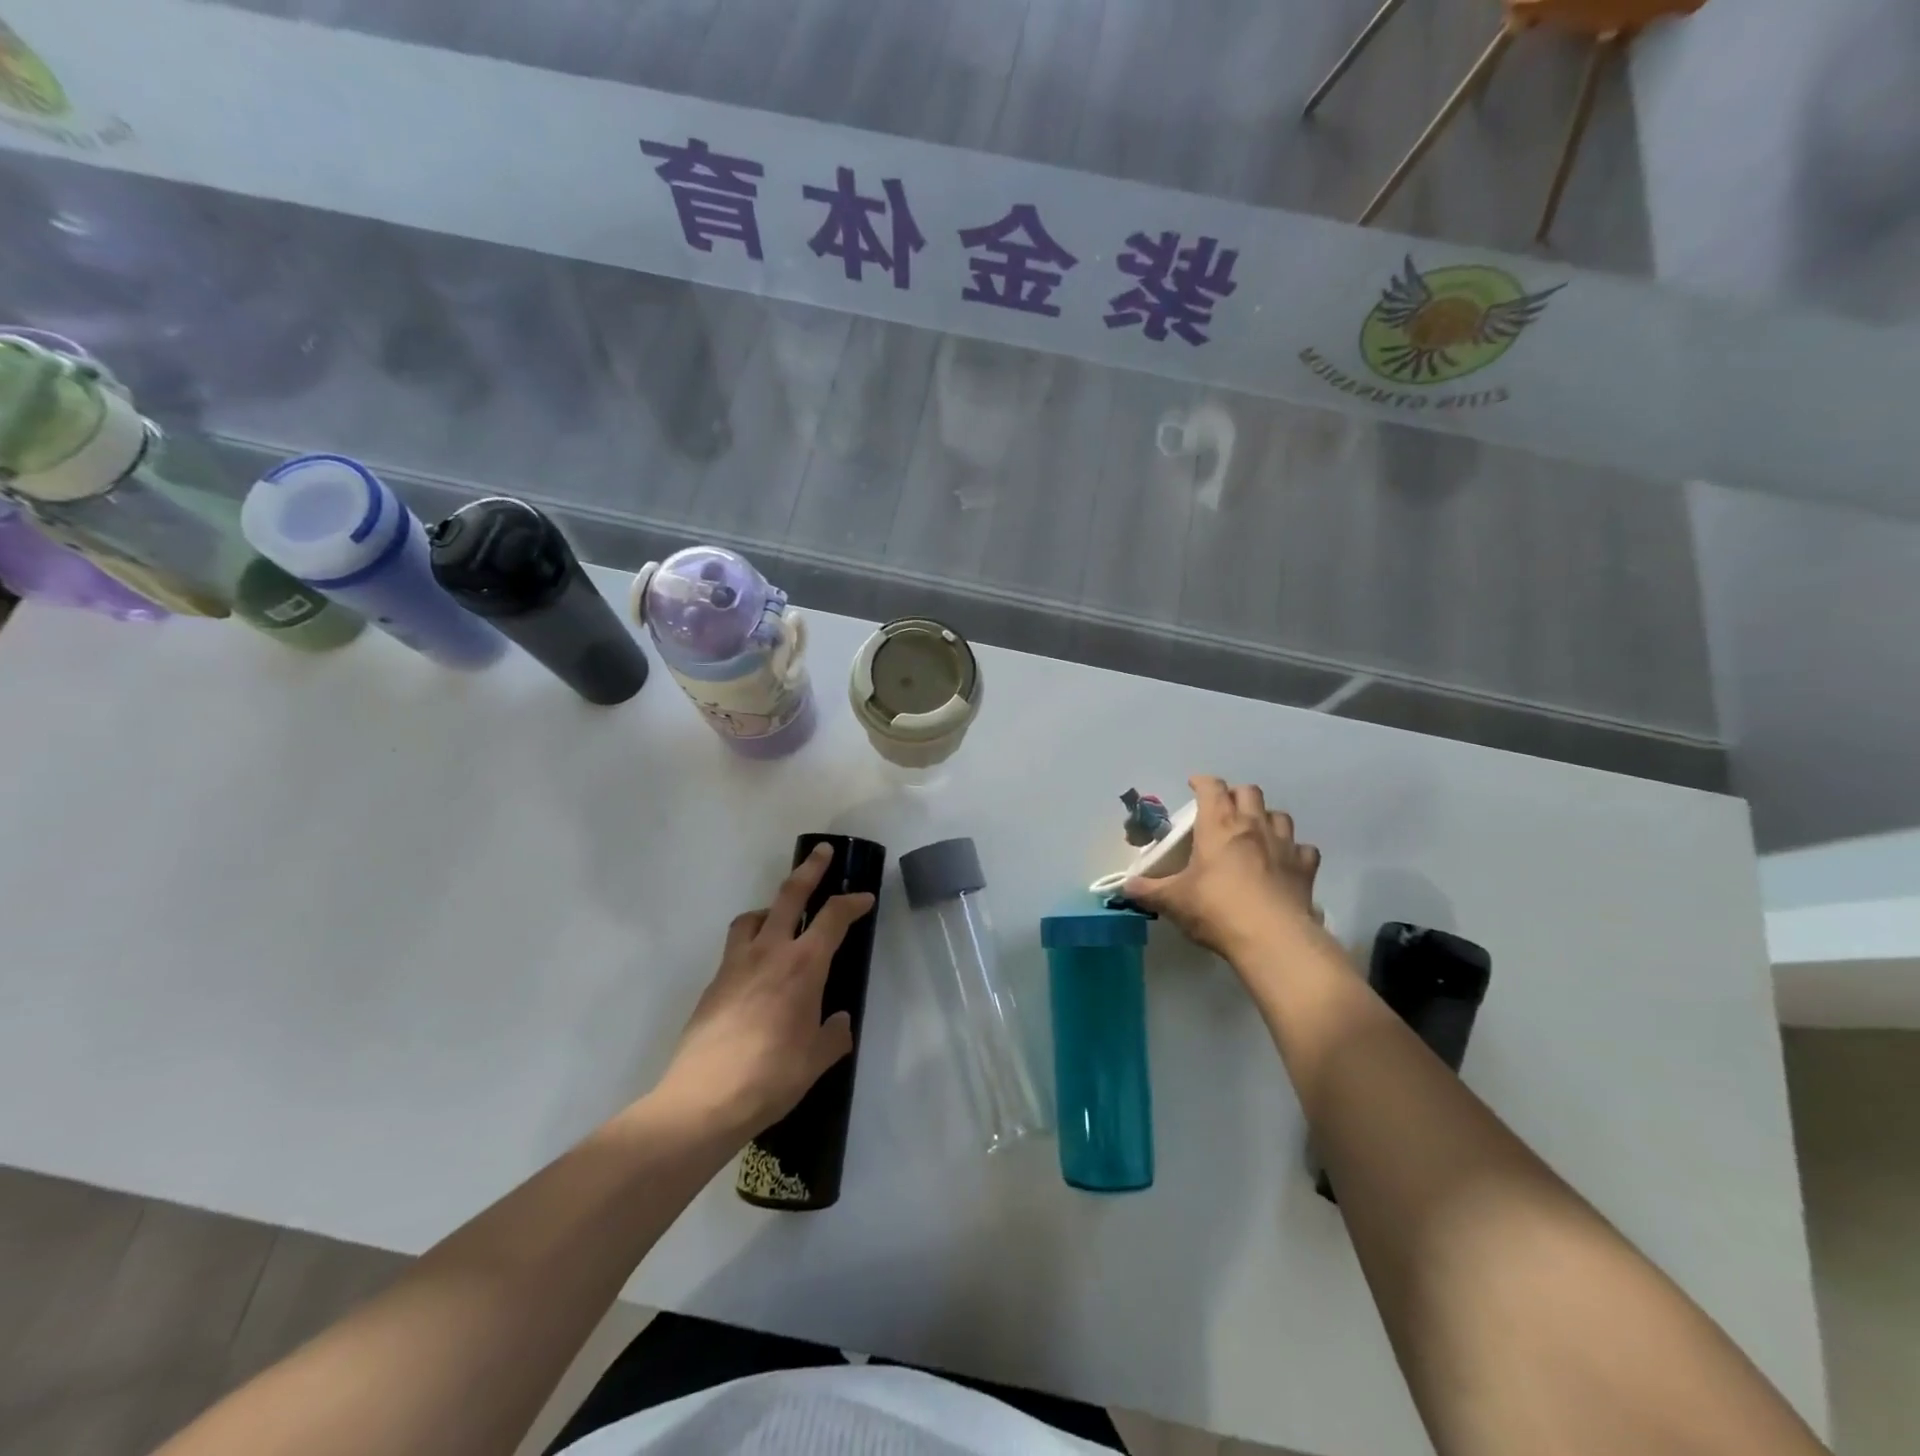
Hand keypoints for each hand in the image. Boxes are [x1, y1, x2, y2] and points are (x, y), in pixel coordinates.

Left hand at [655, 845, 875, 1141]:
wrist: (703, 1100)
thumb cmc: (771, 1077)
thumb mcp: (816, 1060)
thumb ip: (833, 1034)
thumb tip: (838, 1021)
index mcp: (803, 966)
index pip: (833, 918)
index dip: (852, 903)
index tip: (864, 898)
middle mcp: (769, 953)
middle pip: (790, 896)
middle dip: (810, 870)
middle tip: (822, 852)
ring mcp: (736, 964)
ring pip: (752, 916)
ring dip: (770, 907)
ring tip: (779, 916)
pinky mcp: (714, 983)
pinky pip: (735, 946)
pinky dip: (750, 941)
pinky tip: (756, 969)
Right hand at [1123, 776, 1321, 960]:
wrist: (1272, 939)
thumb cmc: (1216, 909)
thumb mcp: (1173, 901)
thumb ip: (1147, 890)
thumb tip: (1125, 887)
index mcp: (1219, 825)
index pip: (1211, 788)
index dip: (1202, 782)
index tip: (1194, 785)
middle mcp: (1253, 826)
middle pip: (1249, 792)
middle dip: (1235, 795)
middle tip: (1223, 811)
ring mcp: (1284, 845)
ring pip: (1279, 815)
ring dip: (1266, 819)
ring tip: (1255, 834)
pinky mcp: (1305, 868)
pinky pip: (1303, 849)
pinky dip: (1294, 852)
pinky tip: (1285, 863)